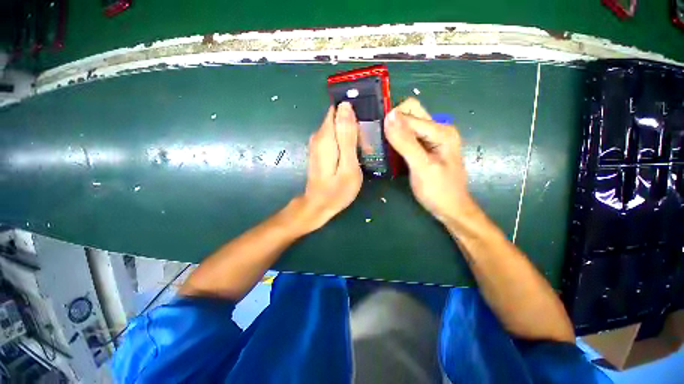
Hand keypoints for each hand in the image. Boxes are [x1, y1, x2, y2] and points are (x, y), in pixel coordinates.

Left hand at [295, 102, 362, 232]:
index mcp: (326, 136)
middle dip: (355, 125)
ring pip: (338, 127)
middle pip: (339, 117)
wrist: (318, 205)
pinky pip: (335, 137)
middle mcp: (318, 135)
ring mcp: (317, 143)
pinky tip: (354, 154)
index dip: (354, 112)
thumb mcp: (348, 166)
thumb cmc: (337, 191)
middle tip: (368, 143)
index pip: (338, 108)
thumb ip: (347, 137)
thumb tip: (346, 107)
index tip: (368, 124)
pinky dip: (346, 141)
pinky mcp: (319, 149)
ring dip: (352, 134)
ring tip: (364, 149)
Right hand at [384, 98, 475, 224]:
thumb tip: (389, 116)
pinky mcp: (426, 147)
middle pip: (411, 113)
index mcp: (441, 131)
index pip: (409, 116)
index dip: (390, 123)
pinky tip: (391, 151)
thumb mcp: (421, 167)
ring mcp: (432, 138)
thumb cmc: (438, 191)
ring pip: (408, 124)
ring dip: (394, 131)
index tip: (375, 137)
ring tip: (382, 146)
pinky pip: (408, 136)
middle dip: (393, 122)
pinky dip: (397, 140)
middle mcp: (438, 129)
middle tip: (380, 139)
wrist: (451, 209)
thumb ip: (405, 142)